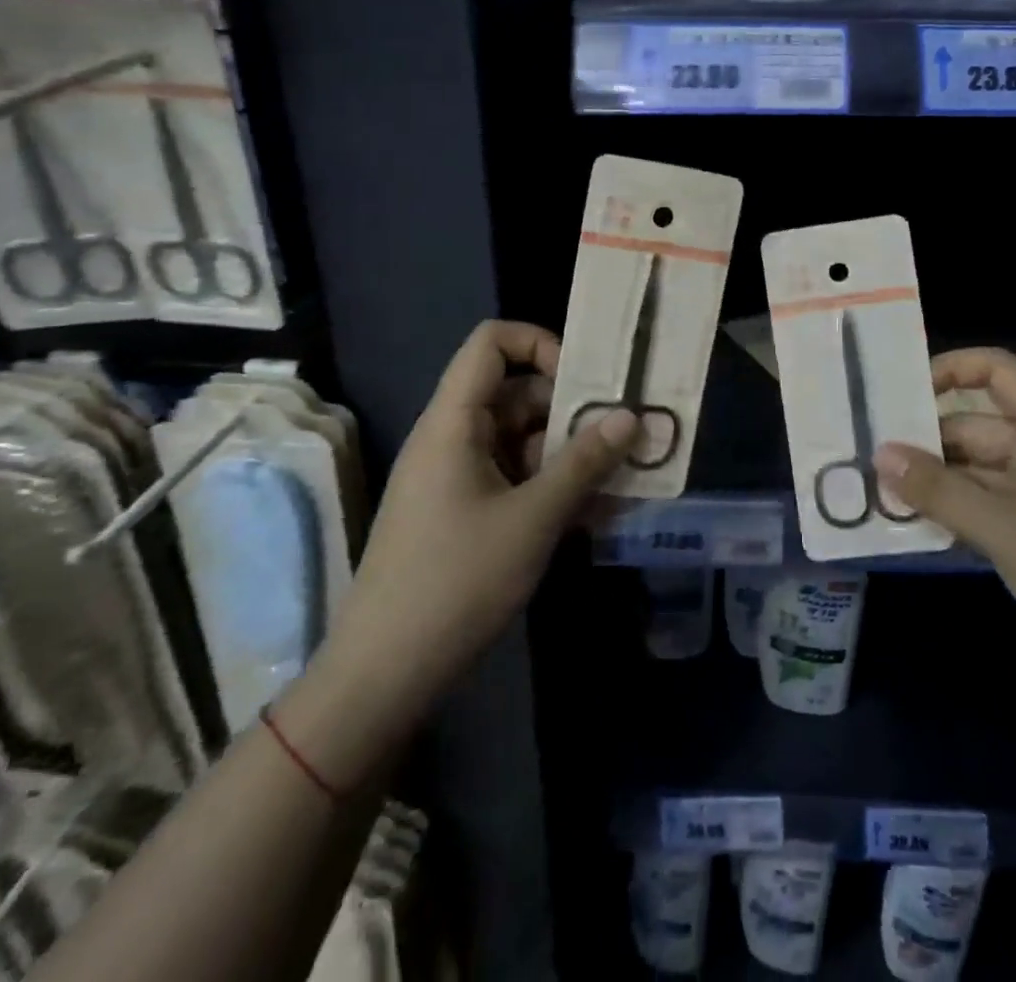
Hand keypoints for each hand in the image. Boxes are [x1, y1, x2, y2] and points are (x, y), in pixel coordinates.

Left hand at [303, 322, 636, 755]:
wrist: (386, 672)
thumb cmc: (457, 581)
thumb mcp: (533, 518)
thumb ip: (584, 462)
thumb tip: (630, 416)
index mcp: (454, 421)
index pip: (491, 343)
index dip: (539, 343)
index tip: (583, 382)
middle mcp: (452, 437)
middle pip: (515, 392)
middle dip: (570, 408)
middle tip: (622, 434)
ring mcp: (455, 475)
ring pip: (519, 438)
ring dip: (566, 451)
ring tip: (617, 476)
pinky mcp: (462, 510)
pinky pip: (512, 475)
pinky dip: (549, 483)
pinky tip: (589, 510)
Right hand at [875, 348, 1015, 776]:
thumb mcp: (1007, 529)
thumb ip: (939, 490)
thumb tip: (878, 454)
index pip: (999, 372)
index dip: (951, 368)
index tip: (901, 393)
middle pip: (976, 425)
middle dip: (925, 438)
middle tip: (868, 454)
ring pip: (976, 470)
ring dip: (933, 479)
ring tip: (877, 489)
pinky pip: (986, 506)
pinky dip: (952, 510)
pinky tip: (912, 524)